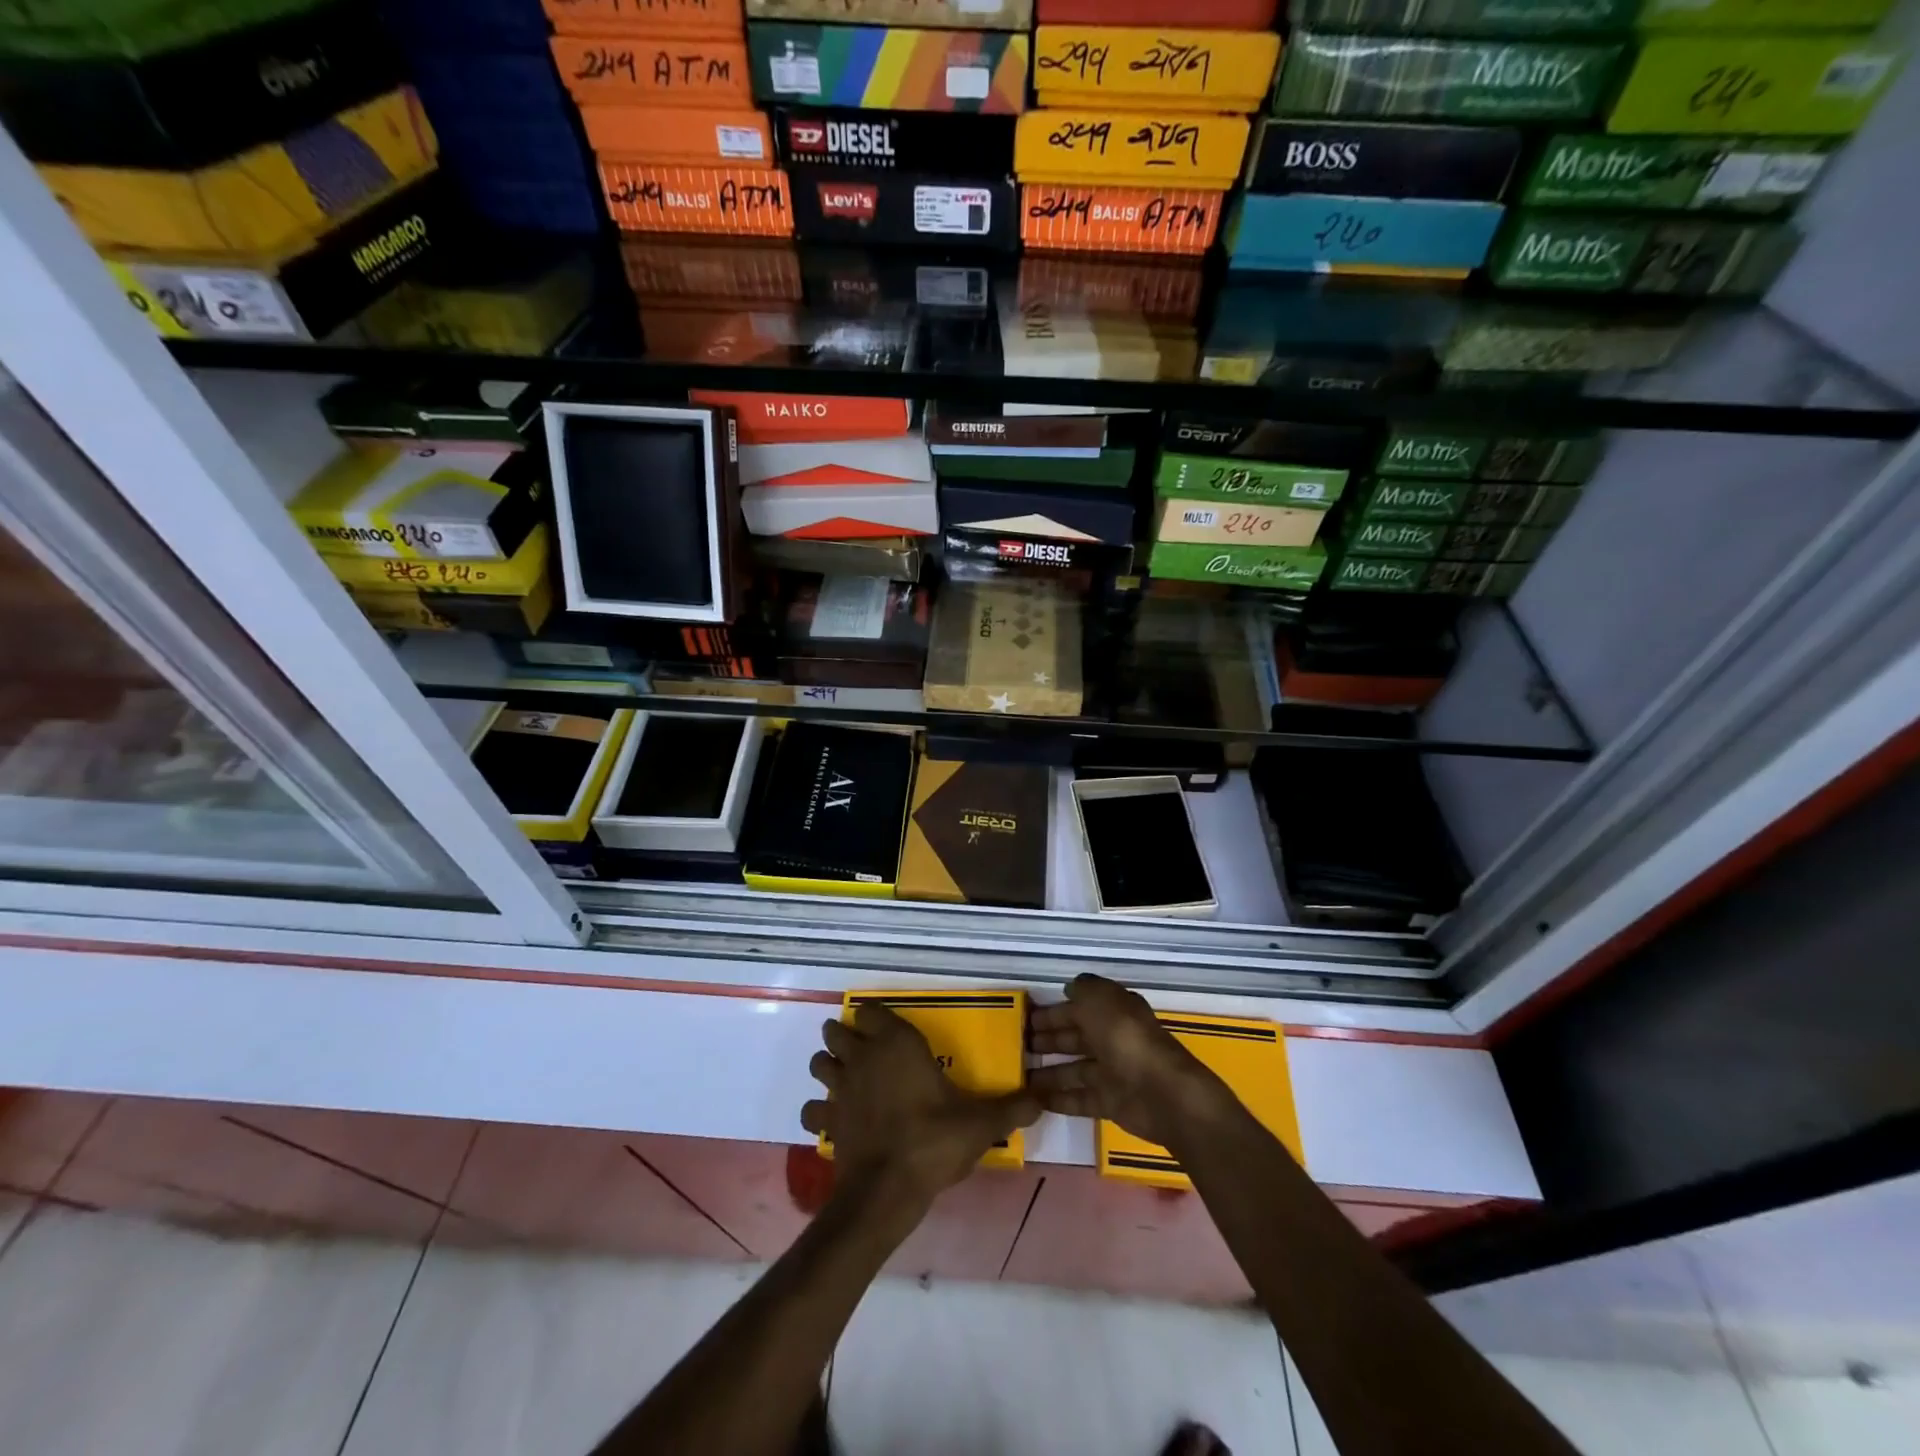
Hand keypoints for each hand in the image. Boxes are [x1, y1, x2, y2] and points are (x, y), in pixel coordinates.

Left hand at [801, 1003, 1039, 1217]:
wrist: (887, 1189)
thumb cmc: (933, 1141)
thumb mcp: (980, 1124)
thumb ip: (1010, 1108)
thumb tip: (1041, 1098)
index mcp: (896, 1044)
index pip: (871, 1011)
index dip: (873, 1015)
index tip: (884, 1024)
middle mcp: (862, 1057)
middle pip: (836, 1032)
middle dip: (843, 1035)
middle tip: (862, 1048)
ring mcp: (839, 1088)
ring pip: (818, 1063)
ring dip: (827, 1066)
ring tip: (845, 1077)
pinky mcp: (826, 1121)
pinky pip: (812, 1108)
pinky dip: (818, 1110)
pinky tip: (833, 1120)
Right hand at [1028, 975, 1234, 1147]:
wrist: (1161, 1092)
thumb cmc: (1126, 1038)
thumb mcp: (1101, 1000)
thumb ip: (1083, 989)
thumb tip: (1070, 988)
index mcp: (1113, 1011)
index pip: (1078, 1008)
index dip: (1052, 1012)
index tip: (1025, 1019)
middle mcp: (1113, 1039)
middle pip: (1075, 1038)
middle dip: (1048, 1040)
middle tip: (1017, 1047)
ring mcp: (1113, 1072)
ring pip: (1074, 1069)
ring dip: (1048, 1071)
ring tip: (1019, 1075)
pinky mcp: (1111, 1103)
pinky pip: (1079, 1098)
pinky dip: (1059, 1098)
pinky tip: (1035, 1100)